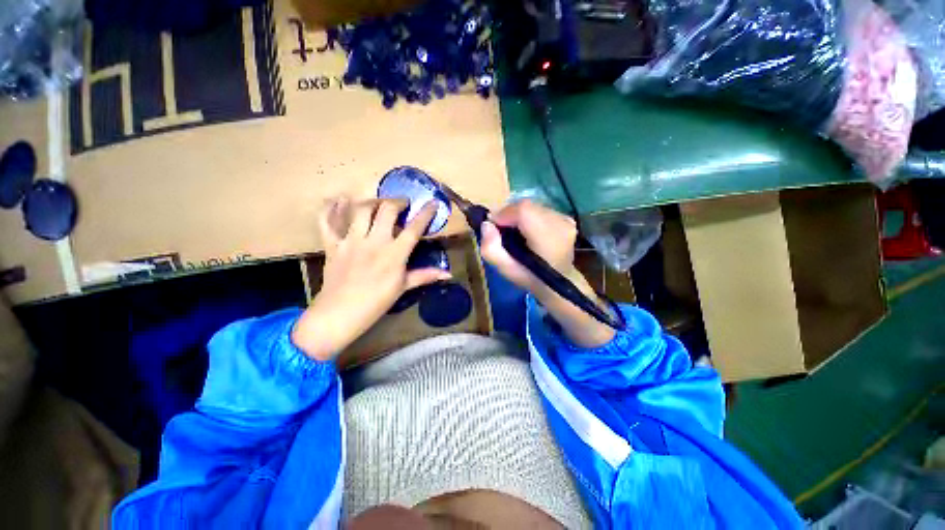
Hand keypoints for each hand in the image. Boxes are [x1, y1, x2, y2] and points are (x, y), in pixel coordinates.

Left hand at [291, 197, 450, 360]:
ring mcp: (352, 241)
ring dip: (372, 201)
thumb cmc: (376, 302)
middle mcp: (374, 242)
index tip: (432, 203)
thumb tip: (448, 274)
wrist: (340, 313)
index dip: (425, 213)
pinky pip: (328, 221)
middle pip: (387, 210)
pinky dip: (330, 208)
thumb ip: (425, 276)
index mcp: (395, 254)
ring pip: (361, 209)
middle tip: (402, 204)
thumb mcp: (403, 287)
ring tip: (378, 204)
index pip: (414, 228)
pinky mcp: (333, 244)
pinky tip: (337, 200)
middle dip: (398, 201)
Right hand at [480, 200, 614, 347]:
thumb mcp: (506, 270)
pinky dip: (529, 217)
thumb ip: (491, 249)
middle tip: (502, 231)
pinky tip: (528, 231)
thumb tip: (486, 224)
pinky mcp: (567, 218)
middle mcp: (561, 223)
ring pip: (533, 206)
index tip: (494, 226)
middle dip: (509, 214)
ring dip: (519, 216)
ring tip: (515, 233)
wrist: (557, 284)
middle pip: (527, 206)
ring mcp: (566, 220)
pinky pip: (540, 209)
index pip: (523, 210)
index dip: (504, 214)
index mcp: (548, 238)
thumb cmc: (530, 278)